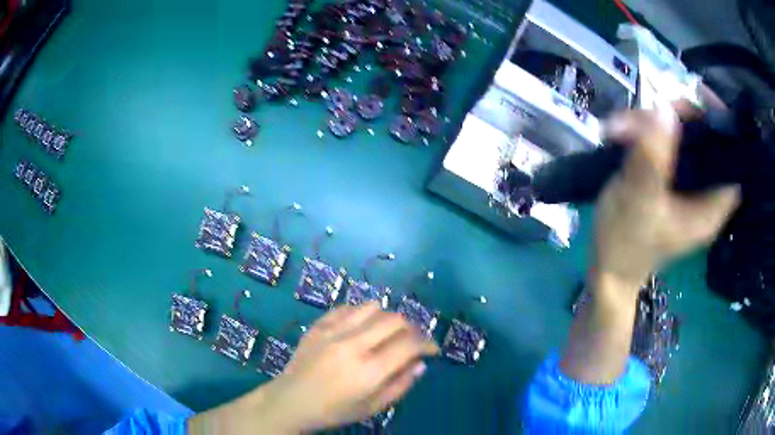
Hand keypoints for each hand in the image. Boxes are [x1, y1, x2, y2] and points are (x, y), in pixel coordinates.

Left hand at [189, 303, 438, 433]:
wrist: (291, 401)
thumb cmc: (334, 411)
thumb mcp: (372, 407)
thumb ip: (400, 385)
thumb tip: (421, 363)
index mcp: (368, 371)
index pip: (409, 345)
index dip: (427, 343)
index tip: (432, 349)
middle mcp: (352, 345)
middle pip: (395, 320)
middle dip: (412, 328)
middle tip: (412, 341)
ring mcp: (333, 331)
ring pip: (373, 307)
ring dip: (387, 318)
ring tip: (387, 333)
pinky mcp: (319, 325)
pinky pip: (348, 307)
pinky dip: (362, 313)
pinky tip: (362, 326)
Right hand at [560, 107, 739, 384]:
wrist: (608, 267)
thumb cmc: (625, 244)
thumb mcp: (637, 202)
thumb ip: (653, 159)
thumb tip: (664, 110)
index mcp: (711, 206)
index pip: (731, 157)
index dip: (721, 122)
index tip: (699, 95)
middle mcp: (705, 191)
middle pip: (705, 138)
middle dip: (678, 117)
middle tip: (649, 111)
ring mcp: (688, 184)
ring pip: (682, 136)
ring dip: (653, 123)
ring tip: (619, 129)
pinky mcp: (672, 178)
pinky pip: (667, 143)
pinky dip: (646, 132)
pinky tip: (623, 134)